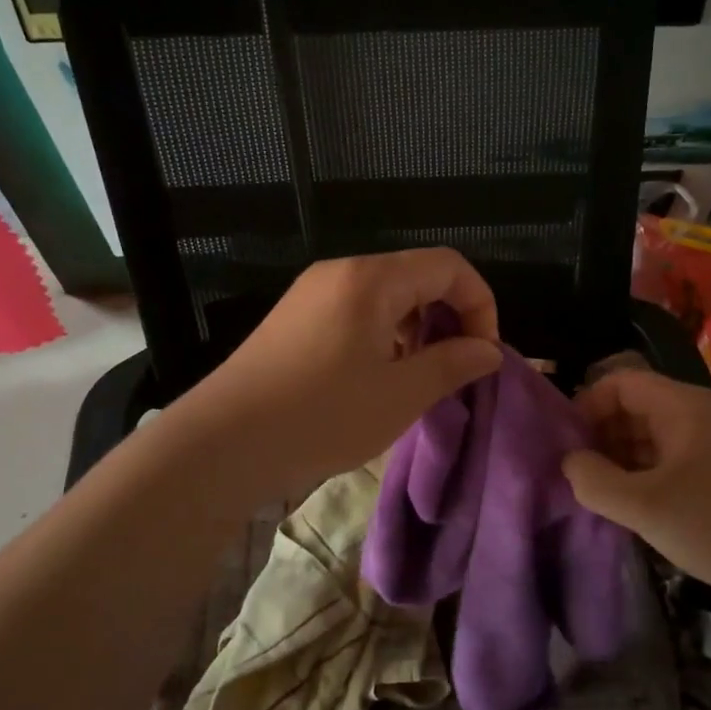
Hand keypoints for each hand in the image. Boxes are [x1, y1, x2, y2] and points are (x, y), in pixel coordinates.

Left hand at [175, 249, 502, 502]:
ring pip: (387, 294)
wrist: (221, 443)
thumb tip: (488, 351)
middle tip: (452, 368)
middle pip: (417, 275)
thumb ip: (452, 364)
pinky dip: (384, 333)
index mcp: (372, 279)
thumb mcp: (400, 395)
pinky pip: (357, 309)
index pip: (448, 266)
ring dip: (416, 327)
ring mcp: (313, 291)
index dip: (479, 305)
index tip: (481, 355)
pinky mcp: (295, 316)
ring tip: (416, 377)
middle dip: (448, 316)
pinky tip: (376, 376)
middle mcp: (342, 271)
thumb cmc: (321, 416)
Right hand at [562, 369, 710, 598]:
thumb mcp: (645, 506)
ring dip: (619, 458)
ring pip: (650, 437)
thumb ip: (595, 481)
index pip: (621, 382)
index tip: (565, 441)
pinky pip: (668, 461)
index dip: (588, 404)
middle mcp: (697, 416)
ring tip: (593, 491)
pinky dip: (642, 475)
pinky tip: (626, 506)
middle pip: (635, 407)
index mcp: (682, 406)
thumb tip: (569, 463)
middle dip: (600, 434)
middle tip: (574, 471)